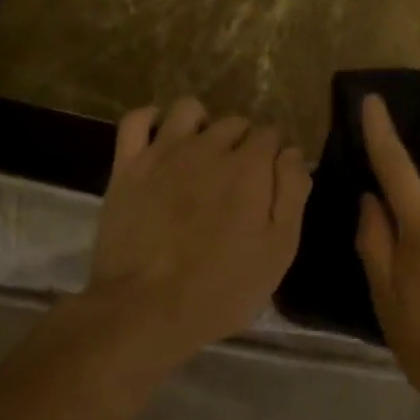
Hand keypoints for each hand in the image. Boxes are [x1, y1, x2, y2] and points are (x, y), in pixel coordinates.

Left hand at [81, 98, 310, 372]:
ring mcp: (164, 152)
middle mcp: (209, 147)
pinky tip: (159, 138)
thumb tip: (292, 153)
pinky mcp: (127, 166)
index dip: (274, 156)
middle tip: (239, 178)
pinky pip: (136, 119)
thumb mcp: (279, 249)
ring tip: (202, 154)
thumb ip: (292, 193)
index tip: (271, 182)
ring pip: (189, 109)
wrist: (144, 310)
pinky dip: (150, 120)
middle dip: (244, 141)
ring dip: (203, 124)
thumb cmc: (222, 287)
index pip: (272, 134)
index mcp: (250, 166)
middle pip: (235, 121)